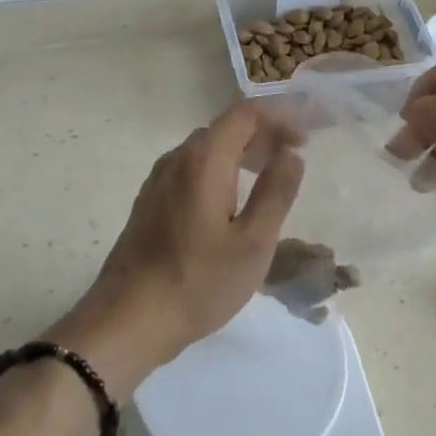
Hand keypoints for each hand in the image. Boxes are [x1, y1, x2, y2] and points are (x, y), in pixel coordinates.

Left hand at [50, 102, 303, 397]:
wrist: (127, 321)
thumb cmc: (198, 283)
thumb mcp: (253, 243)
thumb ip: (276, 192)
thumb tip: (292, 154)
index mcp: (204, 160)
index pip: (246, 114)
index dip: (281, 116)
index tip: (309, 135)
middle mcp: (178, 158)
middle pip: (227, 127)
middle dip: (265, 133)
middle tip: (296, 155)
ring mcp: (159, 179)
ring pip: (209, 148)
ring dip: (243, 151)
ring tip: (272, 173)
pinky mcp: (151, 201)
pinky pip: (193, 168)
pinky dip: (222, 168)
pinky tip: (234, 198)